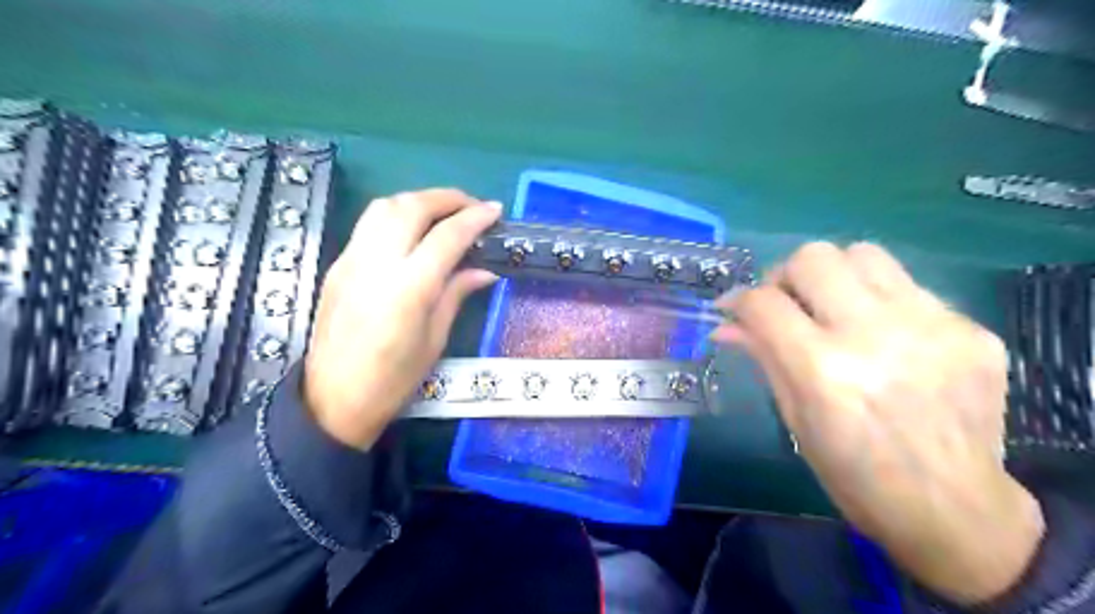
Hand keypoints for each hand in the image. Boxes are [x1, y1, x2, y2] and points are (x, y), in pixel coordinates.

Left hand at [301, 191, 499, 450]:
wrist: (333, 399)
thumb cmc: (394, 379)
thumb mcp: (435, 339)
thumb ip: (457, 294)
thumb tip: (484, 270)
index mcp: (409, 288)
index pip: (447, 236)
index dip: (475, 218)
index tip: (495, 210)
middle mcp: (377, 263)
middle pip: (413, 207)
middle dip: (448, 198)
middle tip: (472, 205)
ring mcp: (352, 260)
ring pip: (385, 206)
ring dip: (419, 200)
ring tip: (443, 211)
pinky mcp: (338, 264)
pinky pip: (369, 224)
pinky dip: (397, 214)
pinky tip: (413, 230)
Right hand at [721, 241, 1041, 603]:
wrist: (954, 509)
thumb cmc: (854, 474)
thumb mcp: (795, 418)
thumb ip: (763, 357)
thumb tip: (726, 324)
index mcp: (824, 370)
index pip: (764, 302)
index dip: (739, 299)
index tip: (733, 307)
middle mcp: (876, 336)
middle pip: (814, 258)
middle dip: (786, 276)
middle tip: (786, 303)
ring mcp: (931, 327)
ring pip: (864, 254)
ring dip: (835, 275)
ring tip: (833, 307)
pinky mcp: (971, 329)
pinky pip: (907, 287)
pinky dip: (879, 301)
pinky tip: (883, 336)